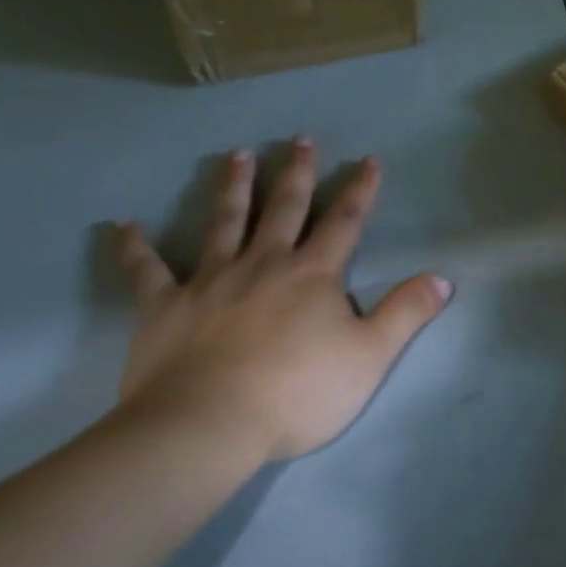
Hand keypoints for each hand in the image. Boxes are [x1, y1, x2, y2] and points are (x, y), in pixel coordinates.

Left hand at [114, 141, 449, 462]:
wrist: (207, 427)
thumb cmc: (297, 393)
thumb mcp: (370, 356)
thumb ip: (406, 313)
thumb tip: (443, 278)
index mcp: (313, 274)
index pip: (344, 222)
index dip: (360, 190)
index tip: (368, 160)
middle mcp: (264, 263)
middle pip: (285, 209)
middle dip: (297, 173)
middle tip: (300, 139)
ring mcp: (212, 281)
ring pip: (225, 222)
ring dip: (234, 187)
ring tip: (237, 155)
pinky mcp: (165, 307)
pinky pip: (146, 271)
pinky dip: (134, 248)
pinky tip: (122, 226)